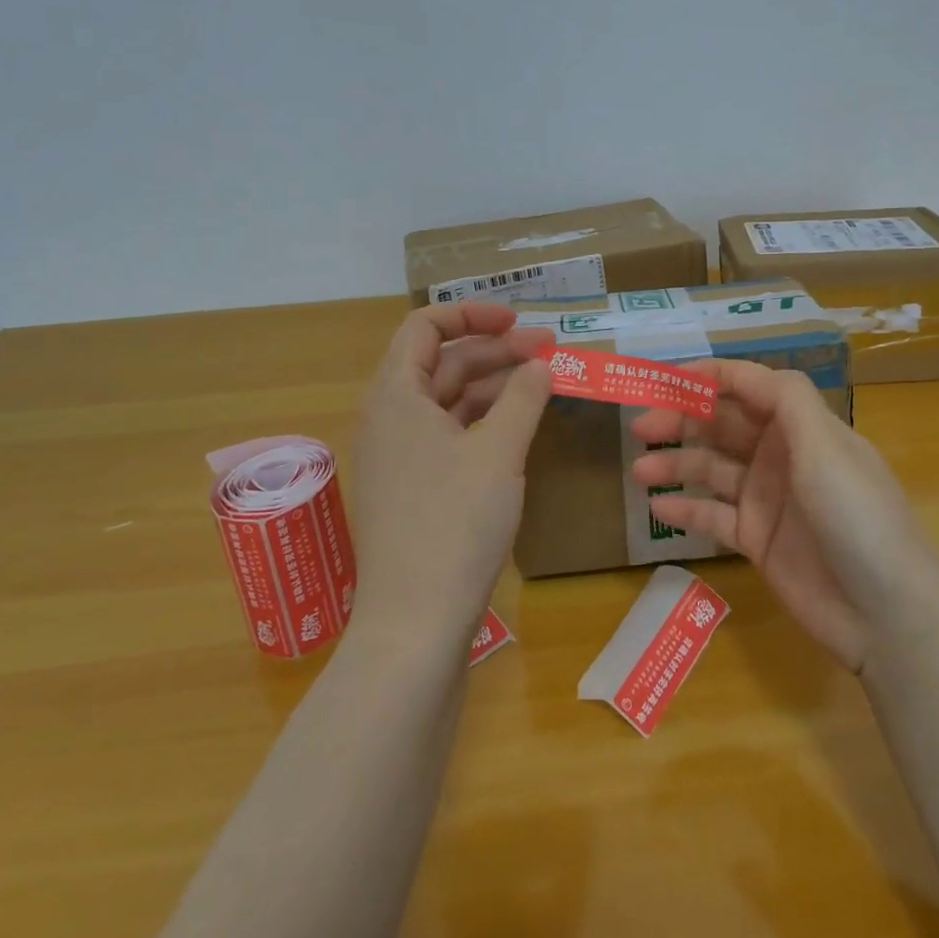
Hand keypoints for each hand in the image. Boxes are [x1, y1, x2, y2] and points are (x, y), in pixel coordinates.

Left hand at [348, 303, 553, 645]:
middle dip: (495, 351)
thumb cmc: (455, 523)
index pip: (425, 327)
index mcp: (396, 395)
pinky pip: (448, 436)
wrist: (415, 624)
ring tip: (543, 385)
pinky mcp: (412, 489)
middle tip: (550, 354)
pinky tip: (518, 428)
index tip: (519, 322)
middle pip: (442, 363)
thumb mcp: (499, 451)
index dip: (472, 314)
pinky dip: (483, 423)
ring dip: (494, 386)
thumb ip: (524, 396)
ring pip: (448, 401)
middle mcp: (388, 418)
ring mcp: (398, 456)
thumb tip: (541, 363)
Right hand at [630, 358, 936, 670]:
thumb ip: (785, 399)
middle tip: (640, 426)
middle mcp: (781, 455)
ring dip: (676, 464)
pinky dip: (686, 510)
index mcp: (801, 426)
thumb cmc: (857, 516)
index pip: (749, 386)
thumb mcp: (826, 445)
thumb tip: (745, 371)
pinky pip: (713, 516)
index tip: (663, 378)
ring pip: (711, 470)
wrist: (886, 612)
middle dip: (682, 419)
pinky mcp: (758, 541)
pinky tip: (658, 507)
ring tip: (639, 470)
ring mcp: (768, 499)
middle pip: (723, 426)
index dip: (709, 377)